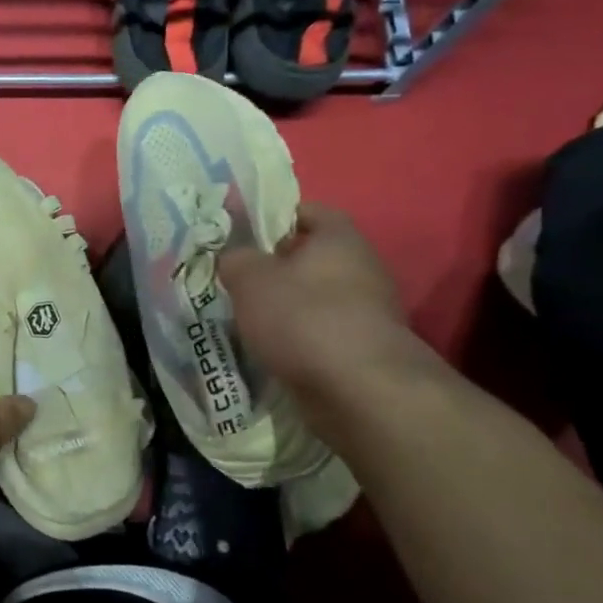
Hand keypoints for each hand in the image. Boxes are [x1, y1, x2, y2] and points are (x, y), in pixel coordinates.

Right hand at [218, 203, 408, 392]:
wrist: (360, 391)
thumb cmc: (303, 318)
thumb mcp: (250, 278)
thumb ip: (235, 259)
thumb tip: (234, 258)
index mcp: (339, 238)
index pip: (307, 211)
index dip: (273, 217)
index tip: (241, 234)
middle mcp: (362, 268)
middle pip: (311, 258)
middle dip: (275, 268)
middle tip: (236, 280)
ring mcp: (369, 312)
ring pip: (315, 299)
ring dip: (285, 308)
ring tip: (246, 320)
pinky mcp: (365, 350)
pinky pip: (322, 334)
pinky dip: (298, 340)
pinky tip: (270, 351)